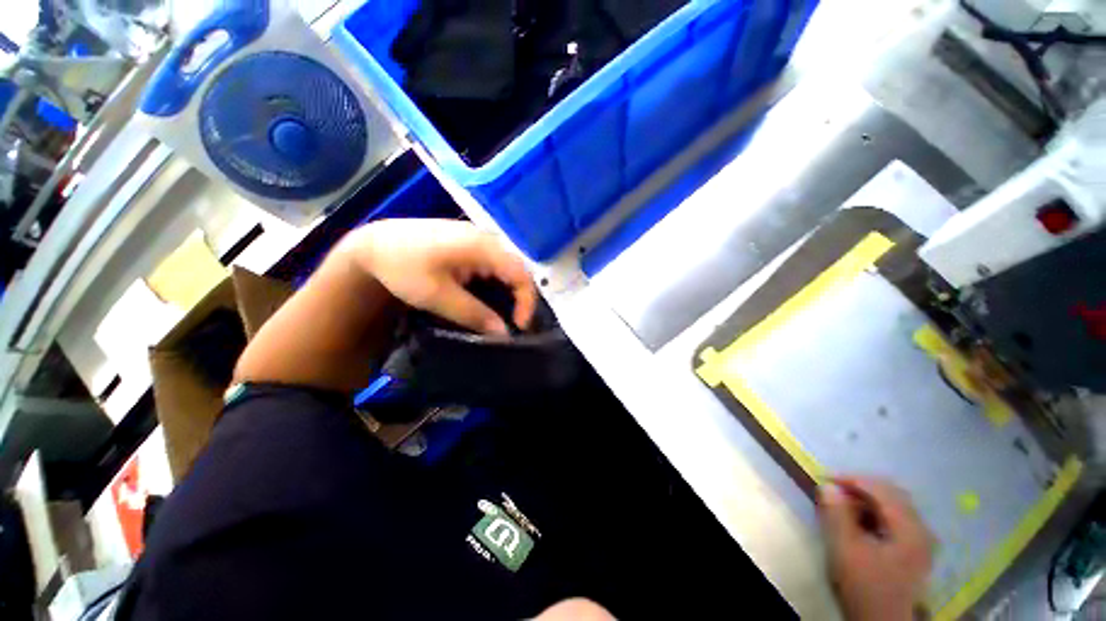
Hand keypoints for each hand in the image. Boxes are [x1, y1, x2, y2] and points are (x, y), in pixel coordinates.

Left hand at [349, 219, 537, 334]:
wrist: (374, 245)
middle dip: (520, 298)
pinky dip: (497, 283)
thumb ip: (473, 313)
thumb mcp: (437, 295)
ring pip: (506, 267)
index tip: (519, 326)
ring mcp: (478, 239)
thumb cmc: (403, 267)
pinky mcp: (470, 244)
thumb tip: (503, 333)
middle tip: (513, 323)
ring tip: (503, 314)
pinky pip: (494, 264)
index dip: (526, 301)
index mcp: (481, 246)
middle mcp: (486, 238)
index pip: (520, 274)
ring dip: (509, 291)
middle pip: (517, 269)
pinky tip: (488, 297)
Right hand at [818, 478, 932, 620]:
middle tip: (833, 491)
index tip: (824, 479)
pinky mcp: (914, 551)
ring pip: (894, 506)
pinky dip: (874, 513)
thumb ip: (837, 515)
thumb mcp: (845, 550)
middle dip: (860, 488)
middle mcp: (921, 530)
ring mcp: (921, 541)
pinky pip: (895, 519)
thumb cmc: (865, 585)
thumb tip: (827, 486)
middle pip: (892, 495)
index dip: (852, 479)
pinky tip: (859, 521)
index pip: (882, 489)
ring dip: (866, 500)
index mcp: (910, 528)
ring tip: (842, 505)